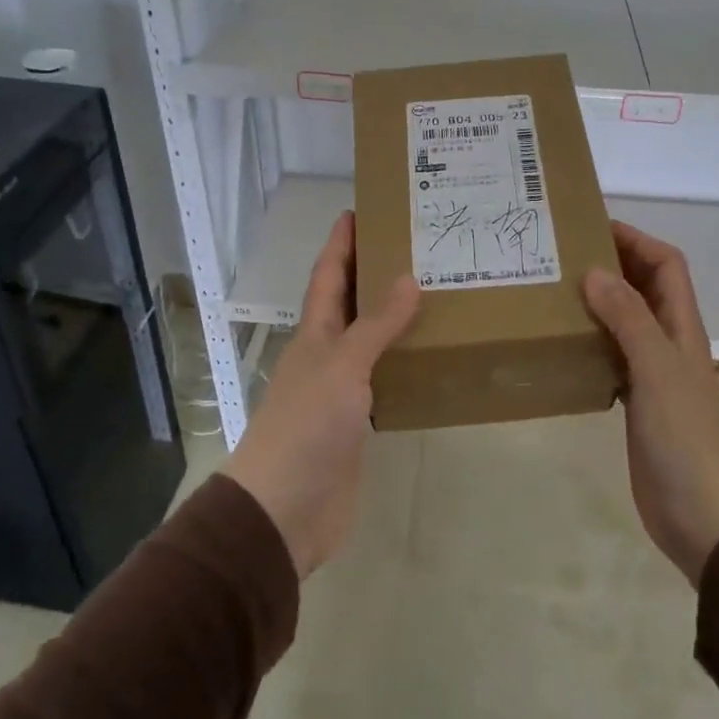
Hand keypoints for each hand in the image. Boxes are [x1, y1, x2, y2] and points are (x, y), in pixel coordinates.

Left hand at [222, 212, 419, 578]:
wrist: (284, 509)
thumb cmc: (307, 425)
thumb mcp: (343, 366)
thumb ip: (376, 325)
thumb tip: (408, 277)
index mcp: (315, 333)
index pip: (328, 274)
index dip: (340, 243)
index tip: (359, 209)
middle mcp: (326, 354)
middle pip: (350, 303)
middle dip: (372, 271)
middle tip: (414, 246)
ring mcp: (341, 390)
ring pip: (370, 341)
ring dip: (393, 317)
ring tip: (434, 293)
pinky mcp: (357, 423)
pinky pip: (384, 380)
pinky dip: (403, 364)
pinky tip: (430, 358)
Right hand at [582, 222, 718, 585]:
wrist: (700, 512)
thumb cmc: (683, 435)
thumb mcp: (656, 369)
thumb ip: (628, 319)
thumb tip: (595, 271)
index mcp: (682, 326)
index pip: (666, 264)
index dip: (636, 239)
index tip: (592, 227)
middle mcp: (669, 341)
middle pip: (645, 286)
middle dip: (612, 263)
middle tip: (563, 255)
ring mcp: (653, 371)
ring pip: (626, 319)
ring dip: (598, 300)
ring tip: (555, 290)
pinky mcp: (636, 398)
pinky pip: (612, 353)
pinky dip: (591, 339)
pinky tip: (562, 342)